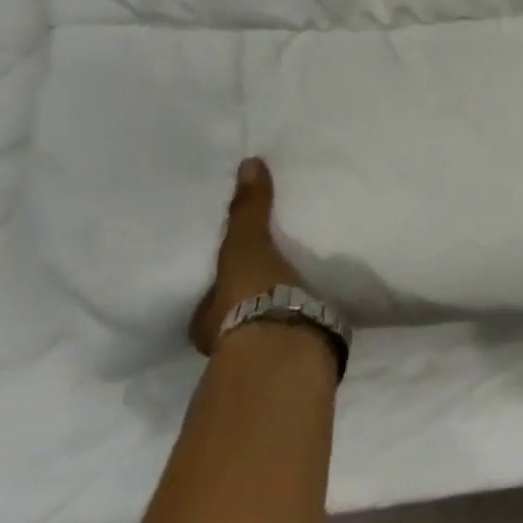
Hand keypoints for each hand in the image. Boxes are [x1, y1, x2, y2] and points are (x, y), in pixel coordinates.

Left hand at [190, 157, 303, 354]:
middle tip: (270, 275)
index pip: (209, 298)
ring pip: (264, 327)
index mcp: (205, 321)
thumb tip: (249, 163)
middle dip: (249, 299)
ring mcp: (259, 355)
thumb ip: (248, 209)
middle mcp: (224, 344)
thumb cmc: (252, 296)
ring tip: (299, 288)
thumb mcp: (245, 246)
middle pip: (234, 314)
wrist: (287, 346)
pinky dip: (303, 322)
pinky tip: (317, 308)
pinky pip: (295, 334)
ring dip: (277, 311)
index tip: (235, 268)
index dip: (220, 284)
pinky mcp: (294, 360)